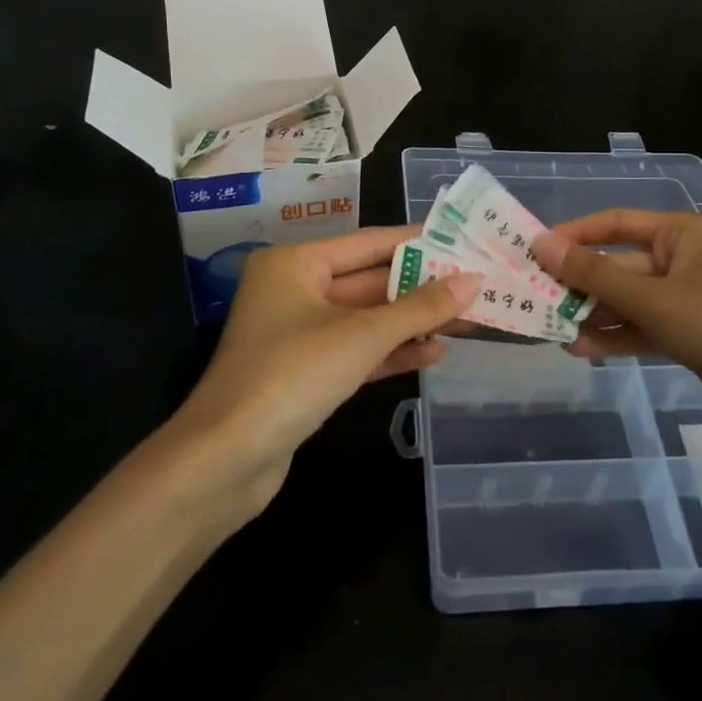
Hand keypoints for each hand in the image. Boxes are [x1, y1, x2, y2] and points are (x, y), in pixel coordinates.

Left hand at [170, 226, 479, 513]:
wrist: (226, 459)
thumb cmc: (293, 374)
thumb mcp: (362, 336)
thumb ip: (419, 307)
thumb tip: (473, 281)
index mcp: (295, 263)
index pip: (368, 242)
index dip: (416, 242)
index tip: (462, 240)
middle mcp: (294, 290)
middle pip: (368, 281)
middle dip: (420, 287)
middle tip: (475, 285)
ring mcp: (298, 335)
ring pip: (366, 320)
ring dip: (412, 322)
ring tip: (467, 320)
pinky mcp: (305, 374)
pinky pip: (356, 352)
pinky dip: (391, 352)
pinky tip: (434, 352)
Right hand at [533, 210, 701, 432]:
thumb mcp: (652, 298)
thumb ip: (594, 275)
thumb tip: (542, 245)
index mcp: (682, 234)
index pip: (616, 223)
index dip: (574, 235)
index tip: (533, 251)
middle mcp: (683, 260)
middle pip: (619, 265)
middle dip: (580, 284)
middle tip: (533, 298)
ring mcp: (687, 300)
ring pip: (628, 300)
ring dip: (593, 314)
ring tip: (551, 330)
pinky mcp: (689, 335)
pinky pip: (642, 327)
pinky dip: (616, 336)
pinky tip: (582, 349)